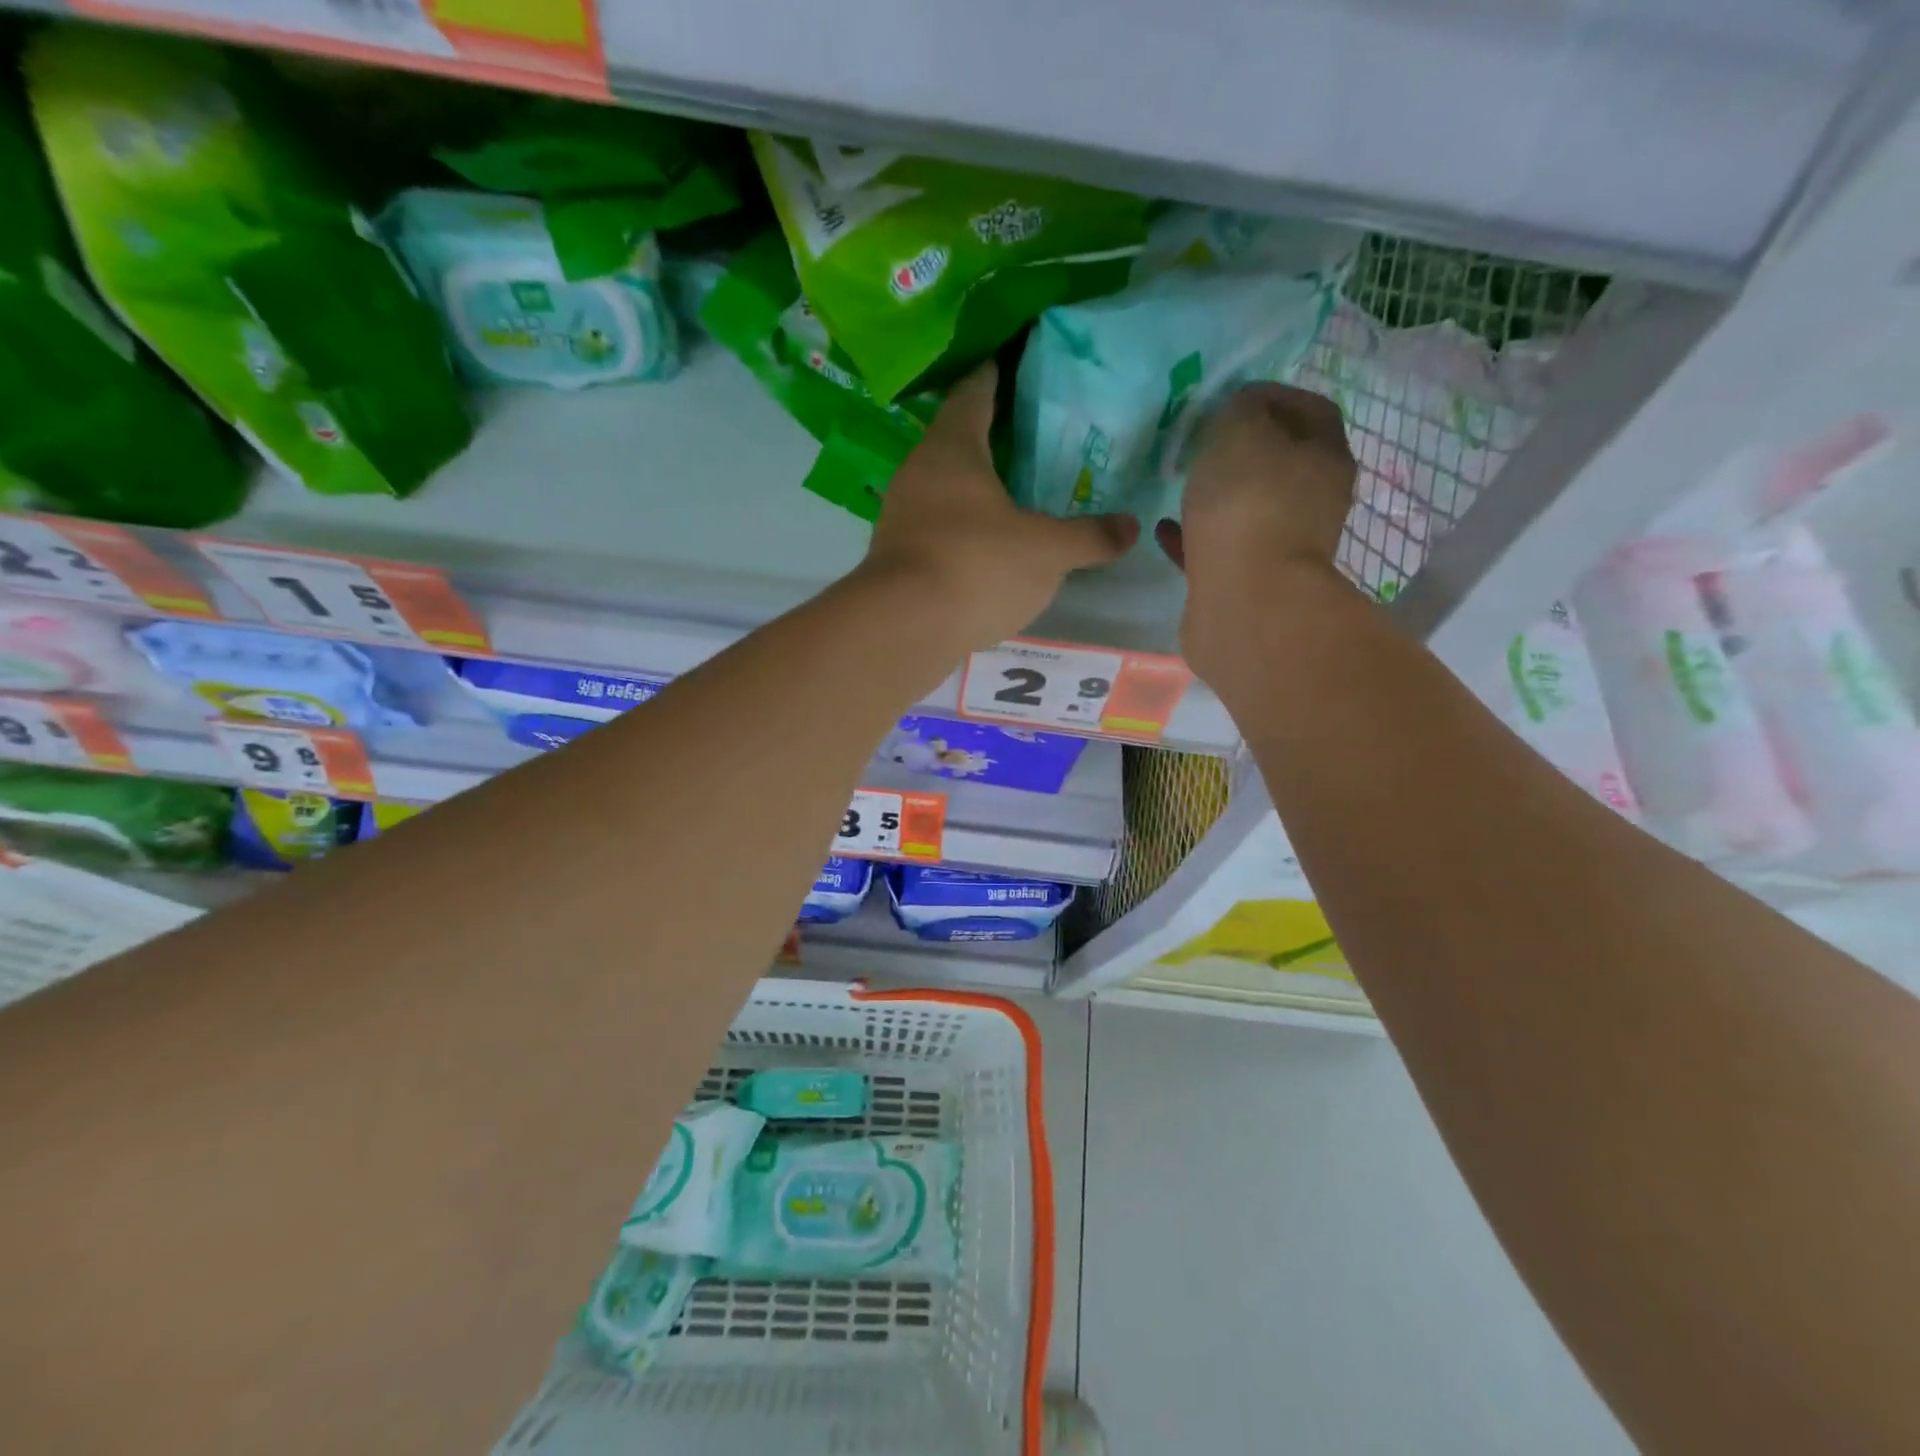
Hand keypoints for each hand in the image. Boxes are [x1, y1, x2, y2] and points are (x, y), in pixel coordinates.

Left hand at [857, 364, 1138, 652]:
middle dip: (994, 435)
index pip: (976, 391)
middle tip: (1037, 435)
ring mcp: (902, 515)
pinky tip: (989, 545)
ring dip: (977, 486)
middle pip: (958, 439)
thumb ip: (1090, 537)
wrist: (902, 629)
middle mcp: (919, 471)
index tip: (1021, 362)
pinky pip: (938, 527)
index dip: (999, 374)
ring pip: (946, 487)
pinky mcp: (897, 556)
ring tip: (1017, 492)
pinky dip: (964, 527)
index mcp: (953, 447)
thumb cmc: (976, 566)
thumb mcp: (1046, 551)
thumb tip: (1130, 528)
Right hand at [1156, 383, 1357, 674]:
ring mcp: (1281, 544)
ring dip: (1216, 496)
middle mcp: (1313, 500)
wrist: (1245, 603)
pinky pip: (1218, 547)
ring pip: (1247, 508)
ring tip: (1177, 485)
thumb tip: (1241, 410)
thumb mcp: (1241, 430)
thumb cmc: (1248, 506)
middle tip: (1198, 442)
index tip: (1228, 397)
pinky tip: (1163, 530)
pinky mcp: (1248, 581)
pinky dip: (1193, 536)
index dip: (1270, 395)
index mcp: (1325, 456)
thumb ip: (1240, 408)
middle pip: (1278, 461)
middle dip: (1240, 450)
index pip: (1308, 408)